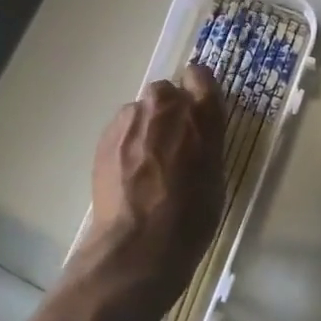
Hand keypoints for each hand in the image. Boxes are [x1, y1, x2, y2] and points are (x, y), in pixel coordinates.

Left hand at [72, 65, 225, 304]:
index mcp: (201, 114)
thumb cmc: (191, 217)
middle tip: (171, 145)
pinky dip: (126, 144)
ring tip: (145, 165)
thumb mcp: (215, 176)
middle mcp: (165, 106)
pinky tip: (128, 175)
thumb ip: (205, 142)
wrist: (138, 244)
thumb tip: (195, 134)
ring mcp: (131, 119)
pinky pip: (121, 130)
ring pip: (140, 112)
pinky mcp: (106, 136)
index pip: (200, 76)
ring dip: (145, 128)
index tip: (197, 108)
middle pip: (166, 93)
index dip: (198, 90)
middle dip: (168, 111)